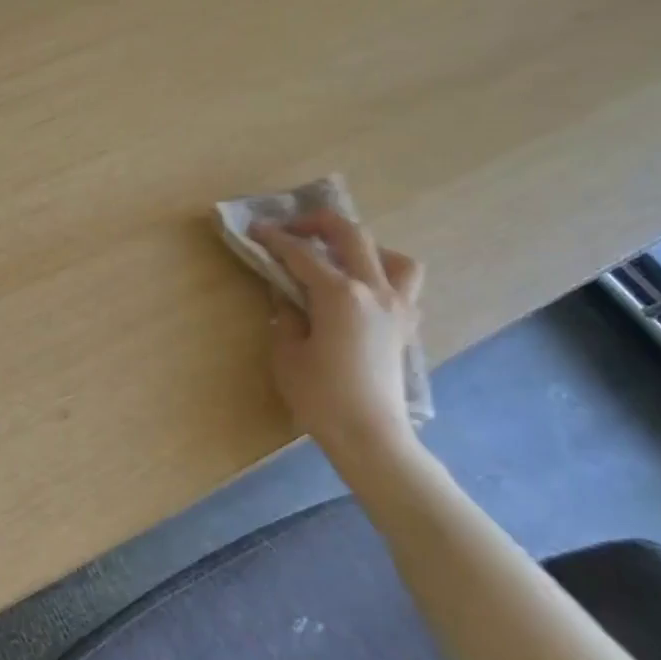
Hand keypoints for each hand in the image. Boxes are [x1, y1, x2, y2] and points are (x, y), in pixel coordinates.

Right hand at [248, 213, 424, 454]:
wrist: (370, 435)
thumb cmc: (320, 396)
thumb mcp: (287, 353)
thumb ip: (286, 315)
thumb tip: (287, 294)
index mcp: (340, 294)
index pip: (302, 254)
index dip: (275, 239)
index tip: (255, 229)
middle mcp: (374, 290)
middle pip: (352, 236)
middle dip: (319, 223)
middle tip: (292, 229)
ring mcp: (397, 306)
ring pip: (392, 256)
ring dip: (364, 247)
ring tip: (340, 258)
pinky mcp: (405, 326)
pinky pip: (402, 285)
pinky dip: (382, 276)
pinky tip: (360, 292)